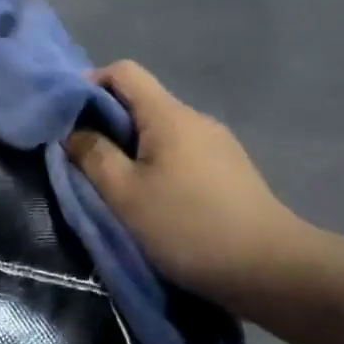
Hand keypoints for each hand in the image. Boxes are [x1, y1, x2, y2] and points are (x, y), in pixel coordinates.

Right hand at [66, 61, 315, 300]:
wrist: (274, 271)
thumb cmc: (188, 226)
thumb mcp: (125, 194)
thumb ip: (92, 156)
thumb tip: (73, 131)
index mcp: (168, 115)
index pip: (123, 72)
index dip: (89, 85)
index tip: (69, 119)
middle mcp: (195, 118)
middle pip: (141, 102)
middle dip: (106, 123)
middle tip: (85, 160)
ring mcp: (218, 144)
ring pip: (160, 130)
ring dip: (132, 148)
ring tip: (118, 186)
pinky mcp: (230, 170)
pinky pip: (181, 151)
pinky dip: (157, 164)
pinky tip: (156, 199)